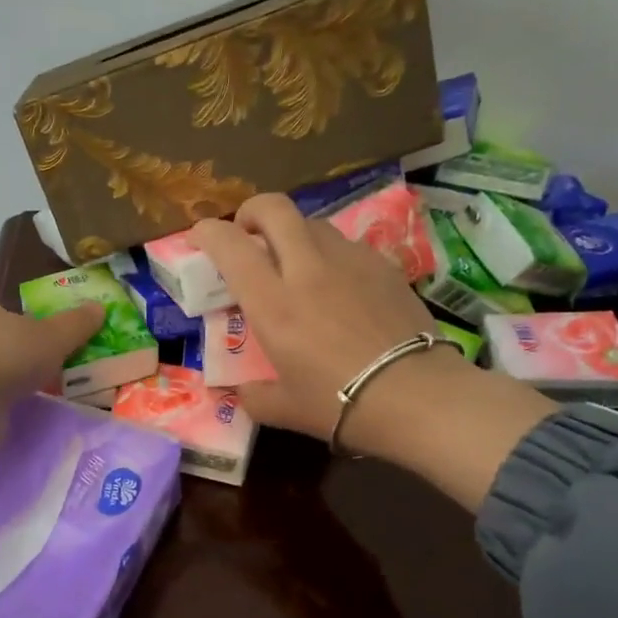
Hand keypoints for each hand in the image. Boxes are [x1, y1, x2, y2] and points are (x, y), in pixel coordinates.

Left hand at [0, 297, 103, 501]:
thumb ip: (75, 325)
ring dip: (11, 386)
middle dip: (22, 358)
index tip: (52, 344)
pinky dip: (0, 409)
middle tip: (53, 372)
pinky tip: (19, 416)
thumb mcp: (52, 337)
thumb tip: (99, 308)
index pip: (6, 313)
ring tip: (43, 397)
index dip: (30, 326)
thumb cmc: (6, 356)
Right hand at [192, 194, 556, 510]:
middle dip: (252, 211)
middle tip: (248, 233)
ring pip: (312, 222)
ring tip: (294, 261)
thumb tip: (240, 390)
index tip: (202, 236)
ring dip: (293, 233)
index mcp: (273, 302)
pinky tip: (338, 283)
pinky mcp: (384, 265)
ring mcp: (349, 260)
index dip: (209, 232)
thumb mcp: (282, 409)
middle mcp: (307, 268)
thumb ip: (252, 395)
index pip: (231, 245)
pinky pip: (347, 244)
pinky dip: (330, 254)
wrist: (415, 396)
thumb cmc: (339, 404)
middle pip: (274, 208)